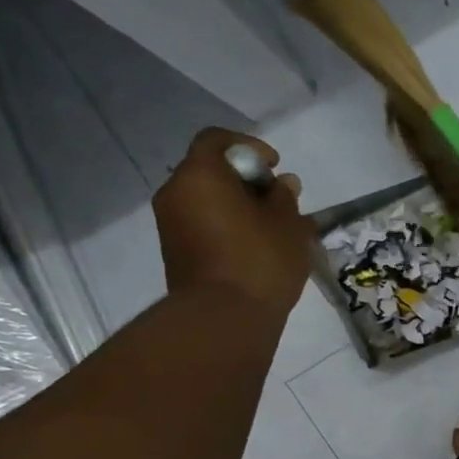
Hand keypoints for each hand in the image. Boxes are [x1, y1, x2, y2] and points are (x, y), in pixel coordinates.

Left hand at [154, 128, 313, 321]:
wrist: (222, 318)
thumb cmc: (260, 261)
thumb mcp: (288, 224)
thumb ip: (285, 197)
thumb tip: (282, 183)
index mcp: (200, 175)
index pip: (217, 140)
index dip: (249, 147)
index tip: (275, 166)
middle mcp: (176, 192)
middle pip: (209, 170)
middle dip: (244, 180)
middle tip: (277, 200)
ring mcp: (170, 224)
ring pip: (206, 200)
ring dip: (236, 205)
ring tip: (270, 227)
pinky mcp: (175, 251)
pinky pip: (202, 224)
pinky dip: (226, 225)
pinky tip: (254, 246)